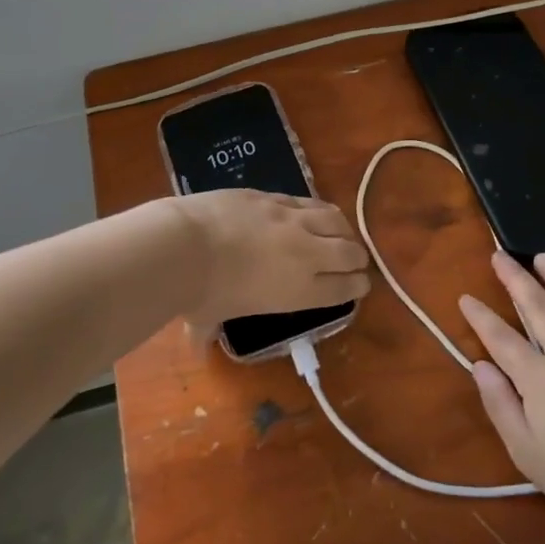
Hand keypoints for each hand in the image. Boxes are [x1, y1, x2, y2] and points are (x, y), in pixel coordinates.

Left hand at [172, 189, 369, 337]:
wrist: (183, 245)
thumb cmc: (198, 293)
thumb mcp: (207, 319)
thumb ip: (208, 332)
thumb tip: (195, 346)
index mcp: (299, 292)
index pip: (344, 288)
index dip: (357, 286)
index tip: (361, 285)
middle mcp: (306, 255)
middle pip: (349, 252)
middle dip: (357, 258)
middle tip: (355, 261)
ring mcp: (291, 220)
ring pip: (335, 220)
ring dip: (343, 229)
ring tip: (341, 232)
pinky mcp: (274, 196)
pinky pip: (307, 201)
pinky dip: (316, 210)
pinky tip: (313, 212)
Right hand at [462, 250, 544, 530]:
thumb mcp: (524, 450)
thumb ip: (499, 403)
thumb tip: (479, 364)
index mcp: (541, 379)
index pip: (502, 337)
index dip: (480, 316)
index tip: (465, 298)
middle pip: (539, 305)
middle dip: (516, 277)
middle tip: (499, 255)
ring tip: (542, 257)